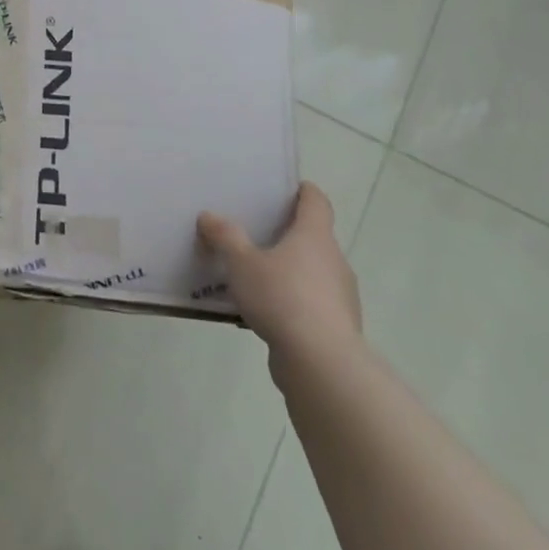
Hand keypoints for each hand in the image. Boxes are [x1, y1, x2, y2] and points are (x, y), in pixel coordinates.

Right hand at [197, 182, 360, 369]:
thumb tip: (209, 216)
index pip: (316, 202)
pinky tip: (264, 311)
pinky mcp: (335, 326)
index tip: (288, 187)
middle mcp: (333, 261)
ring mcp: (339, 295)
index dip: (304, 191)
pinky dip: (291, 301)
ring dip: (289, 270)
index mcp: (314, 236)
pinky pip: (310, 303)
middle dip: (288, 234)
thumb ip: (225, 237)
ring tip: (254, 275)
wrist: (320, 362)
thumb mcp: (241, 263)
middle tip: (255, 231)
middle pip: (314, 237)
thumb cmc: (282, 298)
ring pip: (312, 272)